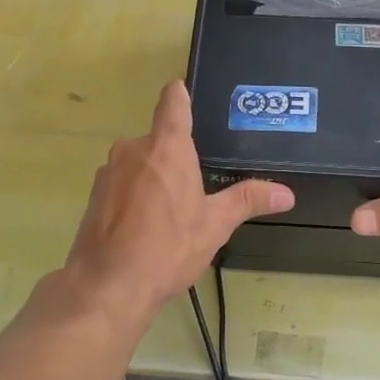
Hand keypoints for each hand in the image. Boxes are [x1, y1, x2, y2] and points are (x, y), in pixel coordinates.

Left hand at [64, 81, 292, 317]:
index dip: (181, 95)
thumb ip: (248, 200)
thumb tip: (287, 193)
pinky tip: (145, 228)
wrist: (108, 286)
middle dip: (175, 158)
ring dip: (153, 180)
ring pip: (139, 165)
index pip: (173, 103)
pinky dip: (134, 198)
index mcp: (166, 148)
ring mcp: (108, 173)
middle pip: (158, 140)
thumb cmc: (168, 248)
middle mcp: (133, 150)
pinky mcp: (93, 197)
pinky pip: (122, 186)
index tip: (185, 93)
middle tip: (196, 186)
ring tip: (171, 214)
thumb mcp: (215, 225)